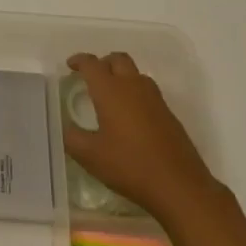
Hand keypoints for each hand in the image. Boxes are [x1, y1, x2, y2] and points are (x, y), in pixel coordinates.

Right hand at [63, 52, 225, 222]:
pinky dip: (136, 94)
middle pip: (117, 59)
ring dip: (122, 76)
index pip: (92, 64)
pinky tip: (132, 118)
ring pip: (136, 74)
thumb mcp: (91, 157)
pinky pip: (148, 92)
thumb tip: (66, 128)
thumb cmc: (130, 166)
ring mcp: (154, 99)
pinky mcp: (169, 114)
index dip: (79, 60)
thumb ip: (73, 139)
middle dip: (103, 63)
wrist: (179, 185)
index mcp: (110, 90)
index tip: (70, 66)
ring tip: (112, 96)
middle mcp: (133, 86)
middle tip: (92, 77)